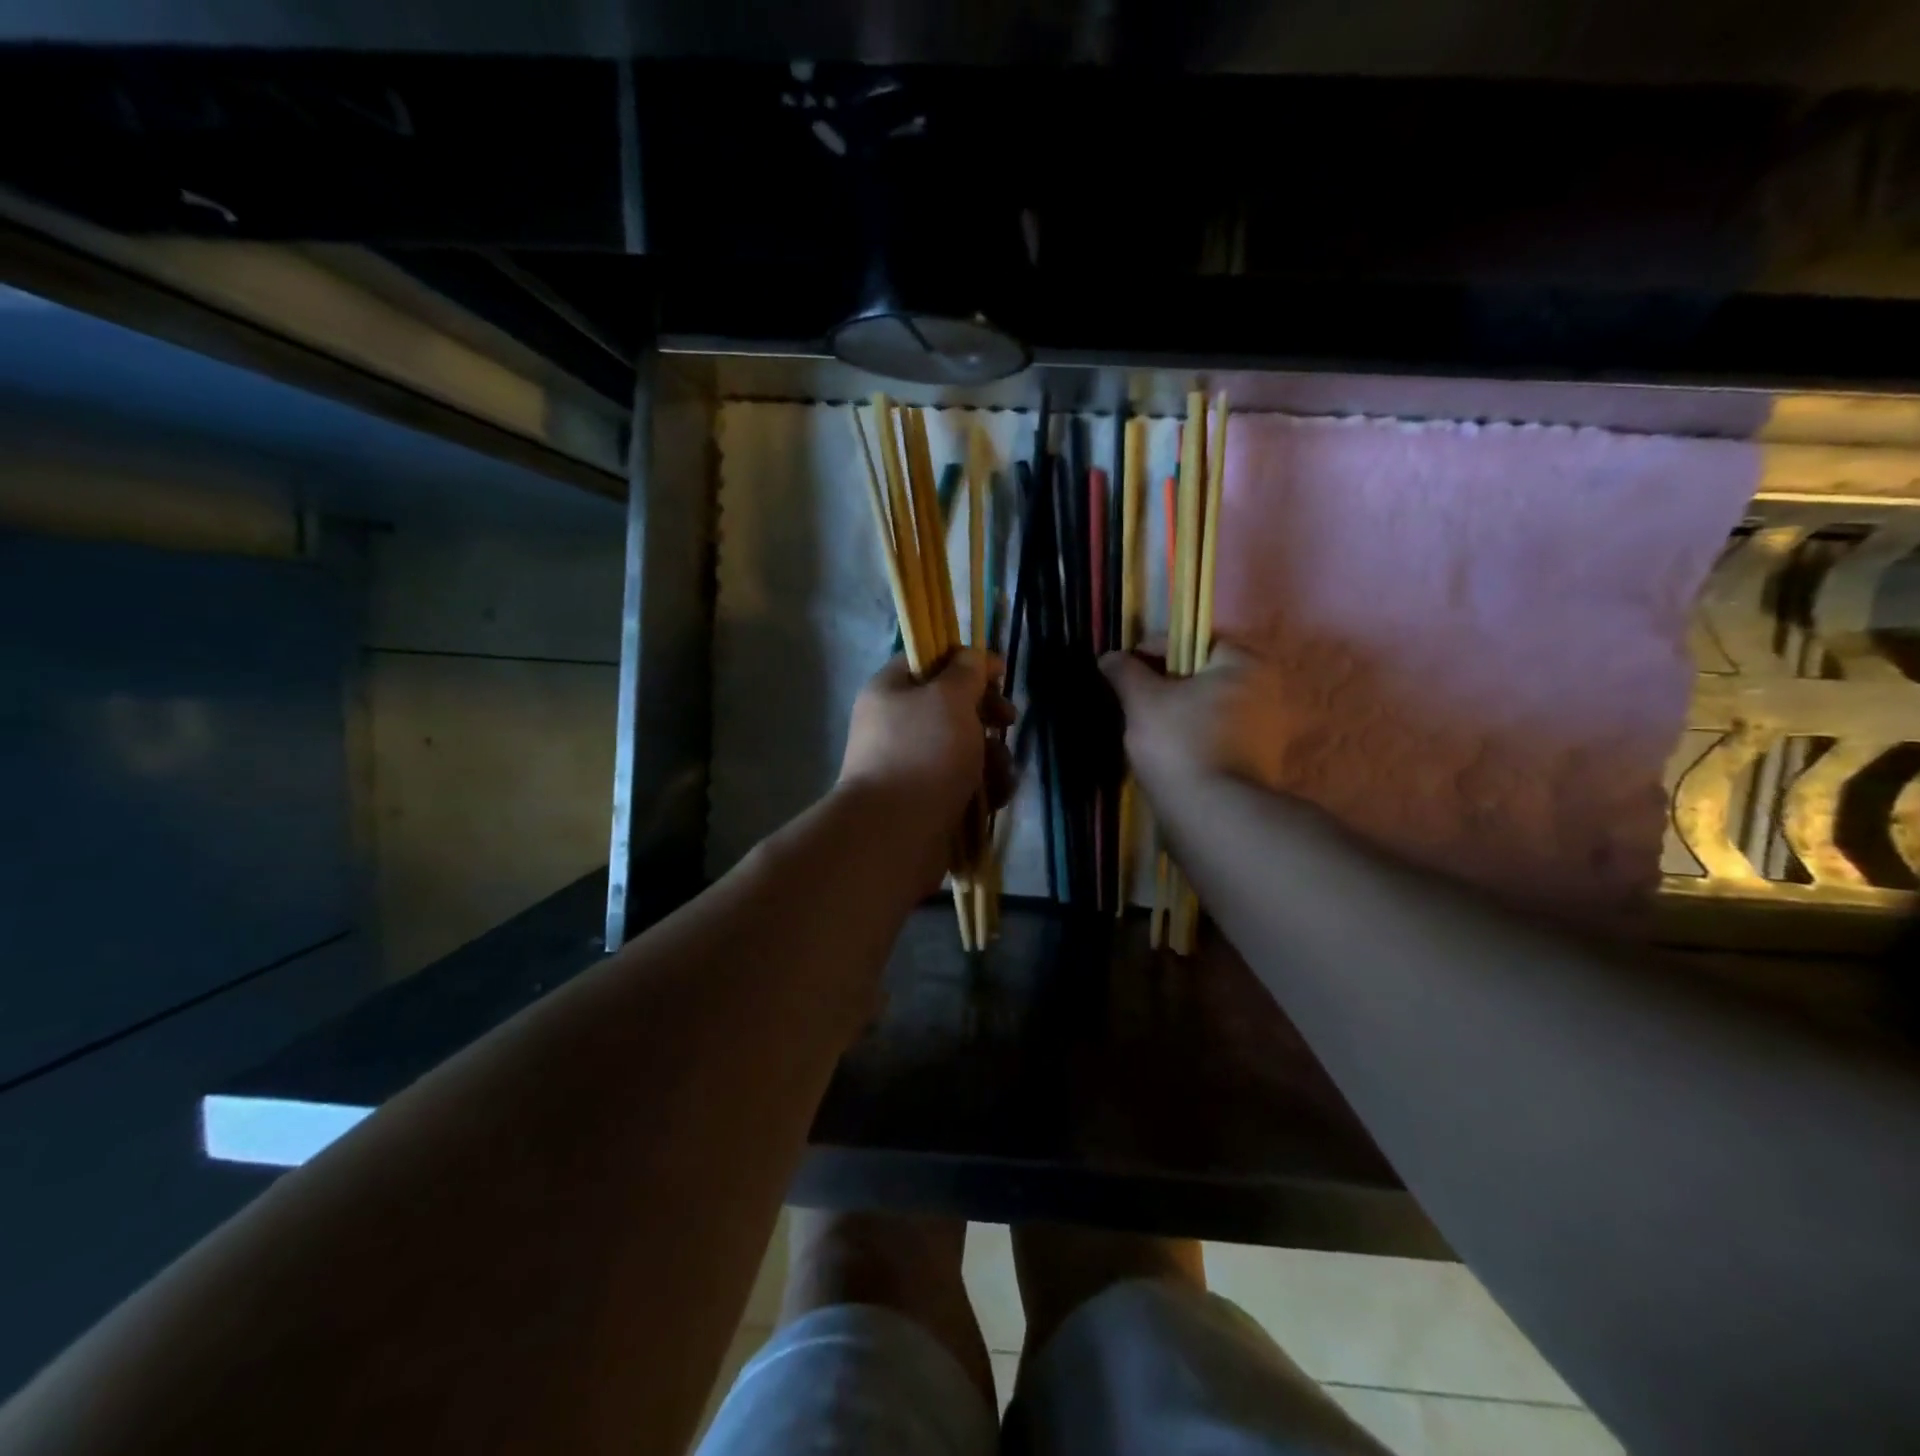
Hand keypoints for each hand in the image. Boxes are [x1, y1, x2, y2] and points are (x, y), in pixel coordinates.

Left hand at [837, 650, 1013, 827]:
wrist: (896, 833)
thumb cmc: (923, 753)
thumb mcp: (949, 698)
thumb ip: (966, 671)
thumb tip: (972, 658)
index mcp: (890, 692)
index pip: (929, 661)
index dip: (966, 662)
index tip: (1000, 673)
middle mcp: (897, 726)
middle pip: (952, 707)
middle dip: (987, 715)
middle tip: (1007, 721)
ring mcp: (912, 766)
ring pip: (966, 748)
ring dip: (992, 758)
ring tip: (998, 774)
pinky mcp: (929, 801)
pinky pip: (965, 784)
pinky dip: (984, 788)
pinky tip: (994, 798)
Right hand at [1099, 643, 1286, 808]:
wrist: (1214, 815)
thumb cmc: (1179, 744)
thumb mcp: (1142, 701)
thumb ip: (1125, 672)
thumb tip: (1109, 656)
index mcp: (1245, 664)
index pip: (1194, 641)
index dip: (1154, 649)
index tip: (1124, 668)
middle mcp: (1266, 690)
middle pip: (1203, 675)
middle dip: (1166, 683)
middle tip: (1132, 698)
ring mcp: (1266, 730)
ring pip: (1209, 708)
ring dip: (1178, 712)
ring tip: (1144, 726)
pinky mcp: (1258, 763)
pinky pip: (1217, 736)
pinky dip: (1192, 737)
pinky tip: (1166, 751)